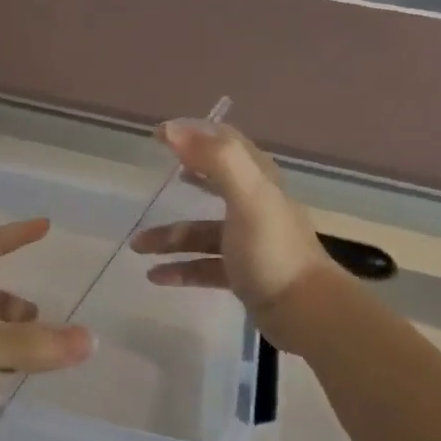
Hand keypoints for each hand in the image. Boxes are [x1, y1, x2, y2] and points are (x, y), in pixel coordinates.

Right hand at [130, 121, 337, 341]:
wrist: (304, 311)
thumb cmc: (272, 250)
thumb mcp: (247, 197)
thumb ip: (215, 159)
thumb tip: (173, 129)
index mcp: (258, 182)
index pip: (226, 143)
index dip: (195, 134)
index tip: (158, 135)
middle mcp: (254, 206)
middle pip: (213, 184)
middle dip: (183, 179)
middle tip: (152, 177)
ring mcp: (247, 242)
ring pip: (200, 232)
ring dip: (169, 237)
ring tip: (137, 247)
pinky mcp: (242, 273)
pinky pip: (203, 266)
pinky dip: (179, 268)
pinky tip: (155, 277)